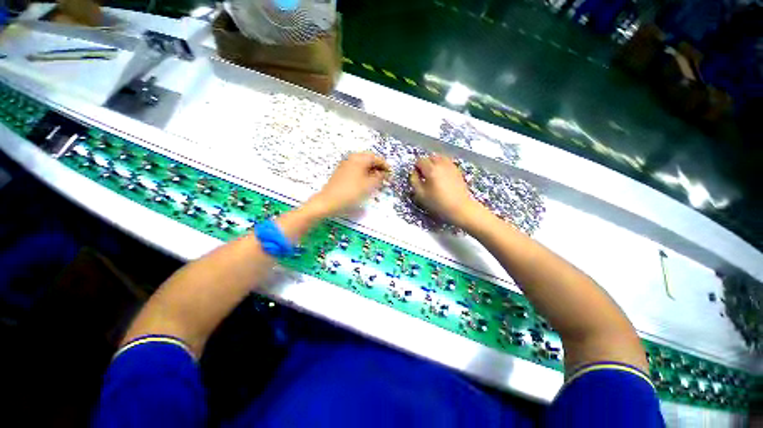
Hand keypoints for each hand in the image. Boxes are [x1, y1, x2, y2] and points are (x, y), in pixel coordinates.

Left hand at [309, 152, 388, 216]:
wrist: (328, 201)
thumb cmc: (351, 192)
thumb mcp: (369, 185)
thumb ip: (379, 177)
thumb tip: (384, 173)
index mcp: (359, 159)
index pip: (376, 158)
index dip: (385, 165)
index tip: (391, 173)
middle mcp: (351, 158)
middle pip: (368, 159)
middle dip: (378, 167)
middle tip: (385, 176)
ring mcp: (345, 165)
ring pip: (362, 164)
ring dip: (371, 170)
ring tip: (376, 181)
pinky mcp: (341, 172)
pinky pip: (356, 169)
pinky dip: (363, 173)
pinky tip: (365, 182)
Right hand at [410, 155, 483, 227]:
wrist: (461, 208)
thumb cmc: (439, 203)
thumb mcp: (421, 195)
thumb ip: (414, 181)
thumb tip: (414, 173)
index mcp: (431, 169)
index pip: (420, 160)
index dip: (416, 168)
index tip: (417, 177)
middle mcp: (441, 163)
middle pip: (430, 157)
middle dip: (426, 164)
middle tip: (425, 176)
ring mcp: (451, 166)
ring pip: (440, 158)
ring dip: (434, 164)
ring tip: (434, 176)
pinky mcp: (458, 170)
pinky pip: (447, 163)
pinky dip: (442, 166)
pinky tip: (442, 178)